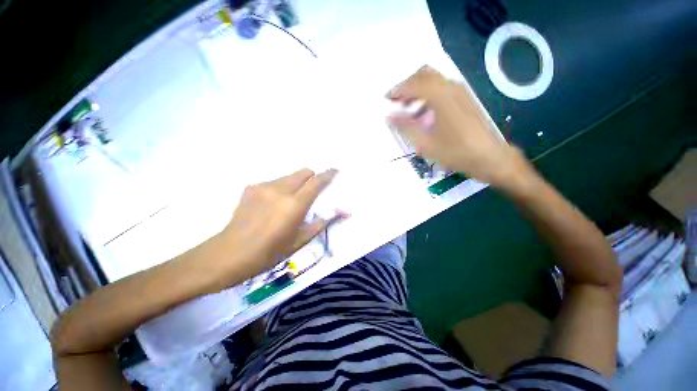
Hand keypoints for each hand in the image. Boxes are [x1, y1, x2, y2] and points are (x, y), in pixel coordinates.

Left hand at [214, 168, 344, 283]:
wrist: (230, 253)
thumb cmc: (270, 252)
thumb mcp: (300, 240)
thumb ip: (323, 222)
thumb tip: (344, 212)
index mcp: (294, 204)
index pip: (316, 182)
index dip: (328, 174)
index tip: (335, 170)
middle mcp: (280, 190)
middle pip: (303, 172)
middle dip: (312, 178)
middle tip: (310, 194)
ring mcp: (264, 186)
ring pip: (289, 176)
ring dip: (295, 185)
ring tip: (287, 204)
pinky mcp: (251, 187)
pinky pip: (274, 182)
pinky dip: (280, 189)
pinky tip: (271, 206)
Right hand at [386, 66, 529, 186]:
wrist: (489, 157)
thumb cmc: (455, 152)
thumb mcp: (425, 143)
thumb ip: (405, 127)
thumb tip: (388, 116)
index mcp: (440, 96)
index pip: (413, 84)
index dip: (397, 90)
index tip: (386, 99)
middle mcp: (451, 87)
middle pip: (424, 74)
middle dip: (407, 85)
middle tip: (396, 101)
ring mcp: (460, 91)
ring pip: (434, 80)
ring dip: (418, 89)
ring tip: (407, 108)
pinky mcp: (465, 98)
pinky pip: (442, 88)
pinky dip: (428, 94)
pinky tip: (424, 112)